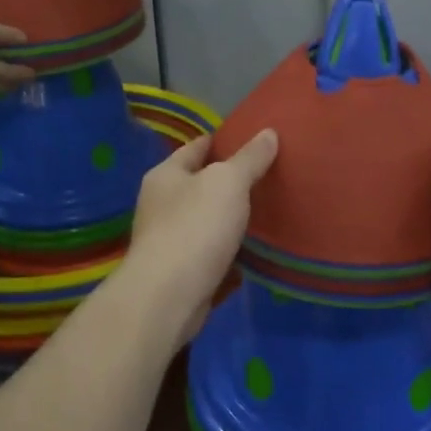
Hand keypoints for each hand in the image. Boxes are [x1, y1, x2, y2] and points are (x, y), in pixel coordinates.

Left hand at [125, 130, 278, 336]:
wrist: (168, 298)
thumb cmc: (195, 228)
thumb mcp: (228, 183)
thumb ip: (249, 158)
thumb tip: (268, 132)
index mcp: (166, 175)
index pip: (196, 147)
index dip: (223, 141)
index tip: (253, 140)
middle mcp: (161, 204)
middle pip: (200, 184)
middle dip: (229, 182)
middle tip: (269, 176)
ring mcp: (169, 240)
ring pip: (206, 221)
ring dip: (231, 219)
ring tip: (267, 211)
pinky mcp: (181, 273)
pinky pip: (212, 254)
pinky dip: (231, 252)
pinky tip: (255, 252)